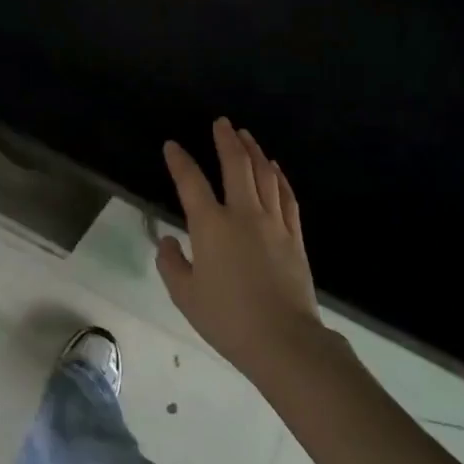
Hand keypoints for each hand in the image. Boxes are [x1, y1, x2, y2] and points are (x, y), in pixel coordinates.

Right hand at [157, 119, 326, 380]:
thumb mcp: (185, 296)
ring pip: (264, 175)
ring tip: (245, 135)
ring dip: (253, 151)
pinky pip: (287, 196)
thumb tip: (169, 242)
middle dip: (226, 140)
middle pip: (235, 166)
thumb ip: (172, 264)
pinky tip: (275, 168)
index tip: (172, 146)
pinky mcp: (294, 236)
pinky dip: (279, 177)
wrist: (284, 341)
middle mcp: (243, 214)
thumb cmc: (228, 319)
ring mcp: (273, 223)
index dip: (179, 161)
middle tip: (221, 122)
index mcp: (211, 226)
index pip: (191, 183)